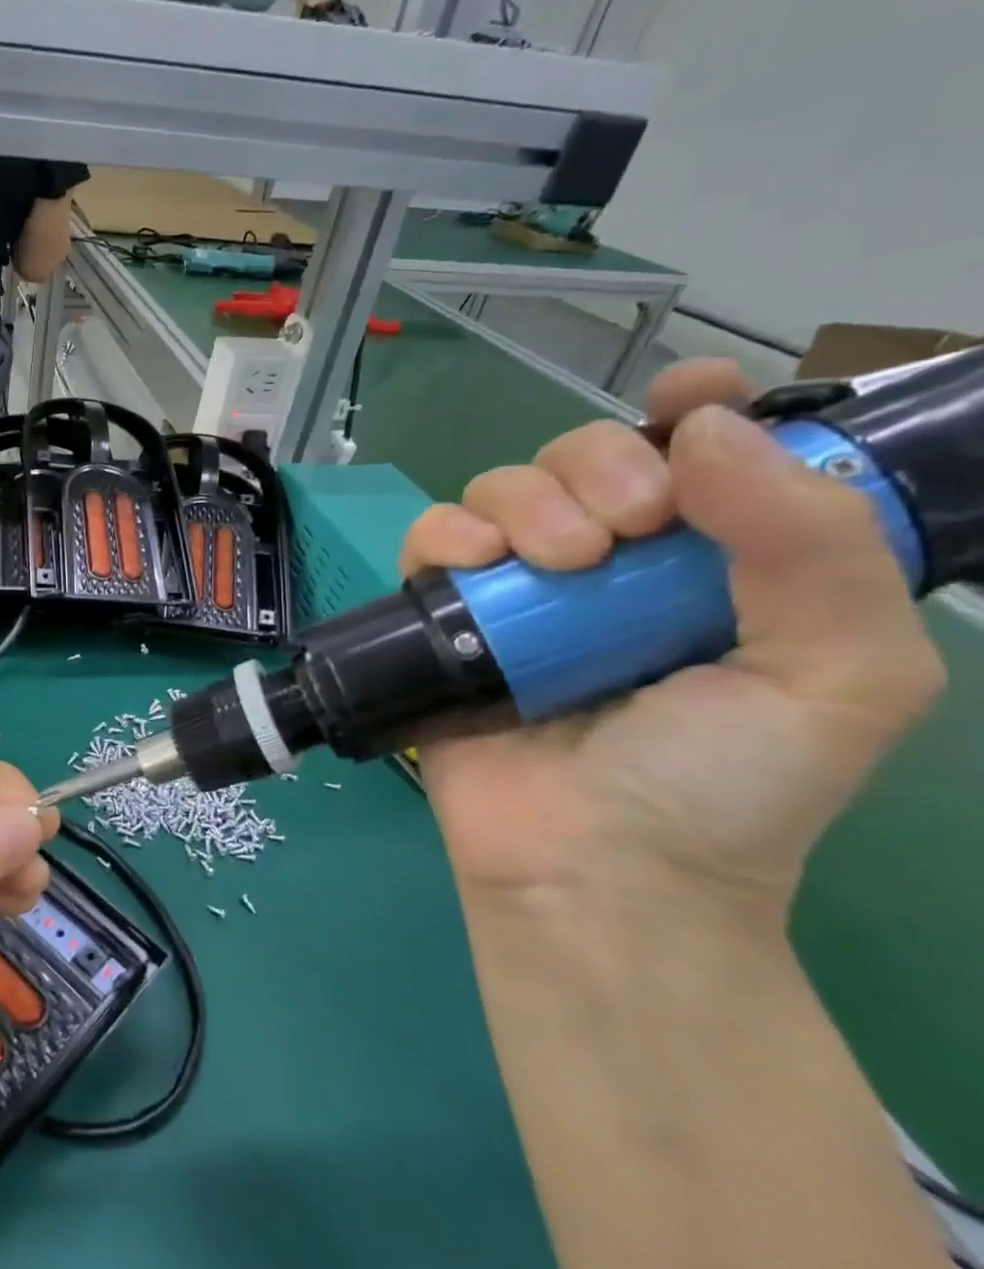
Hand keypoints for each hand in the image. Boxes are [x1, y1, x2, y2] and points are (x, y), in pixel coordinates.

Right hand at [402, 359, 945, 907]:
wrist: (592, 870)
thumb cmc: (723, 787)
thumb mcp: (838, 677)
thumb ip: (812, 546)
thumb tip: (706, 429)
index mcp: (710, 566)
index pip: (698, 453)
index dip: (692, 408)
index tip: (684, 398)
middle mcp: (610, 565)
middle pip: (583, 455)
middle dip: (600, 466)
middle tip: (624, 532)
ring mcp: (518, 589)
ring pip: (501, 486)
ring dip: (526, 500)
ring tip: (556, 564)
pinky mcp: (444, 615)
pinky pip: (430, 537)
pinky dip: (448, 532)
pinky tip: (474, 563)